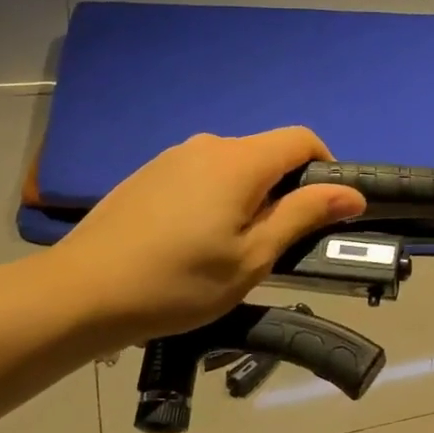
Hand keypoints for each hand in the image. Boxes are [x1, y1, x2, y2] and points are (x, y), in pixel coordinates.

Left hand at [47, 128, 365, 345]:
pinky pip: (201, 174)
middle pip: (267, 153)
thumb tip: (352, 193)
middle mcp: (208, 145)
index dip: (325, 167)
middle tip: (278, 242)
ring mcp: (173, 156)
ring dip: (250, 196)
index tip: (324, 210)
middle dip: (286, 188)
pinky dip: (217, 197)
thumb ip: (303, 216)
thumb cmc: (179, 282)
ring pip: (234, 165)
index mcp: (240, 161)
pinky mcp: (149, 173)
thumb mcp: (253, 257)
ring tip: (232, 247)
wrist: (82, 293)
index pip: (302, 140)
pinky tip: (194, 240)